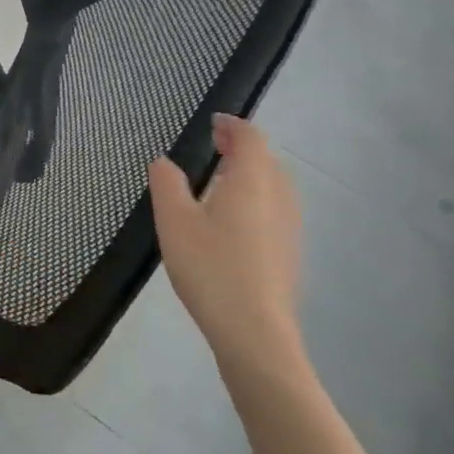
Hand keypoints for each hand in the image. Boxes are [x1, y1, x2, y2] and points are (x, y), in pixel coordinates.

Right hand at [147, 115, 303, 367]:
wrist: (255, 331)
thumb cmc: (210, 268)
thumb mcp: (174, 221)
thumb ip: (167, 184)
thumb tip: (164, 161)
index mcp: (252, 181)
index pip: (250, 138)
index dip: (232, 125)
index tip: (213, 122)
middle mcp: (278, 197)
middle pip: (267, 159)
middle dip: (241, 147)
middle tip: (212, 145)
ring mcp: (289, 226)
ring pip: (274, 184)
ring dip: (249, 172)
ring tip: (218, 177)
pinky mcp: (288, 250)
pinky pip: (274, 207)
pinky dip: (255, 196)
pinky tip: (230, 217)